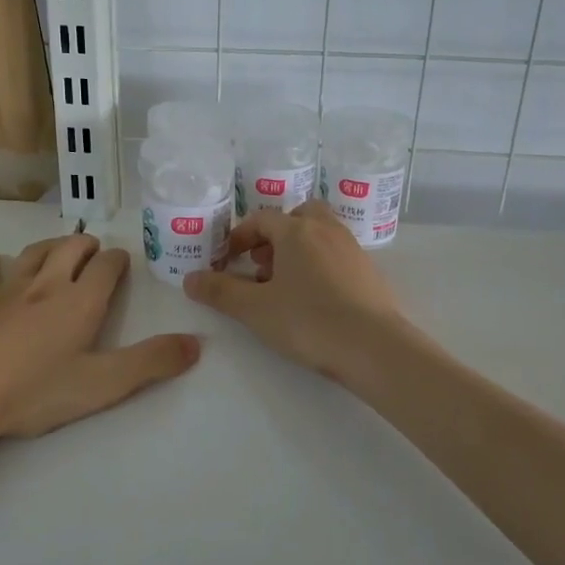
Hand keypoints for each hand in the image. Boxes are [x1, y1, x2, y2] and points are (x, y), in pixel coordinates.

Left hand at [0, 233, 197, 441]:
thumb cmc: (30, 391)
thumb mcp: (101, 385)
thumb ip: (151, 363)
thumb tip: (197, 343)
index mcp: (80, 300)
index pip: (106, 265)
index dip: (117, 261)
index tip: (121, 263)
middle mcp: (46, 283)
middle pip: (71, 247)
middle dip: (87, 245)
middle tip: (94, 252)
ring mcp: (5, 287)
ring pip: (34, 252)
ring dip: (51, 247)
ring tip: (59, 250)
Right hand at [182, 202, 407, 380]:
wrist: (375, 347)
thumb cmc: (309, 321)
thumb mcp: (255, 309)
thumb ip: (220, 291)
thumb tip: (189, 279)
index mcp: (296, 231)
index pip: (261, 219)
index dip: (239, 236)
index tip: (226, 260)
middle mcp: (326, 230)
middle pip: (296, 216)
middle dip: (274, 235)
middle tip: (260, 264)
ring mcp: (352, 248)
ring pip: (319, 234)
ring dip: (298, 249)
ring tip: (284, 284)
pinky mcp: (369, 271)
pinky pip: (336, 254)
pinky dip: (319, 264)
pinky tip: (314, 298)